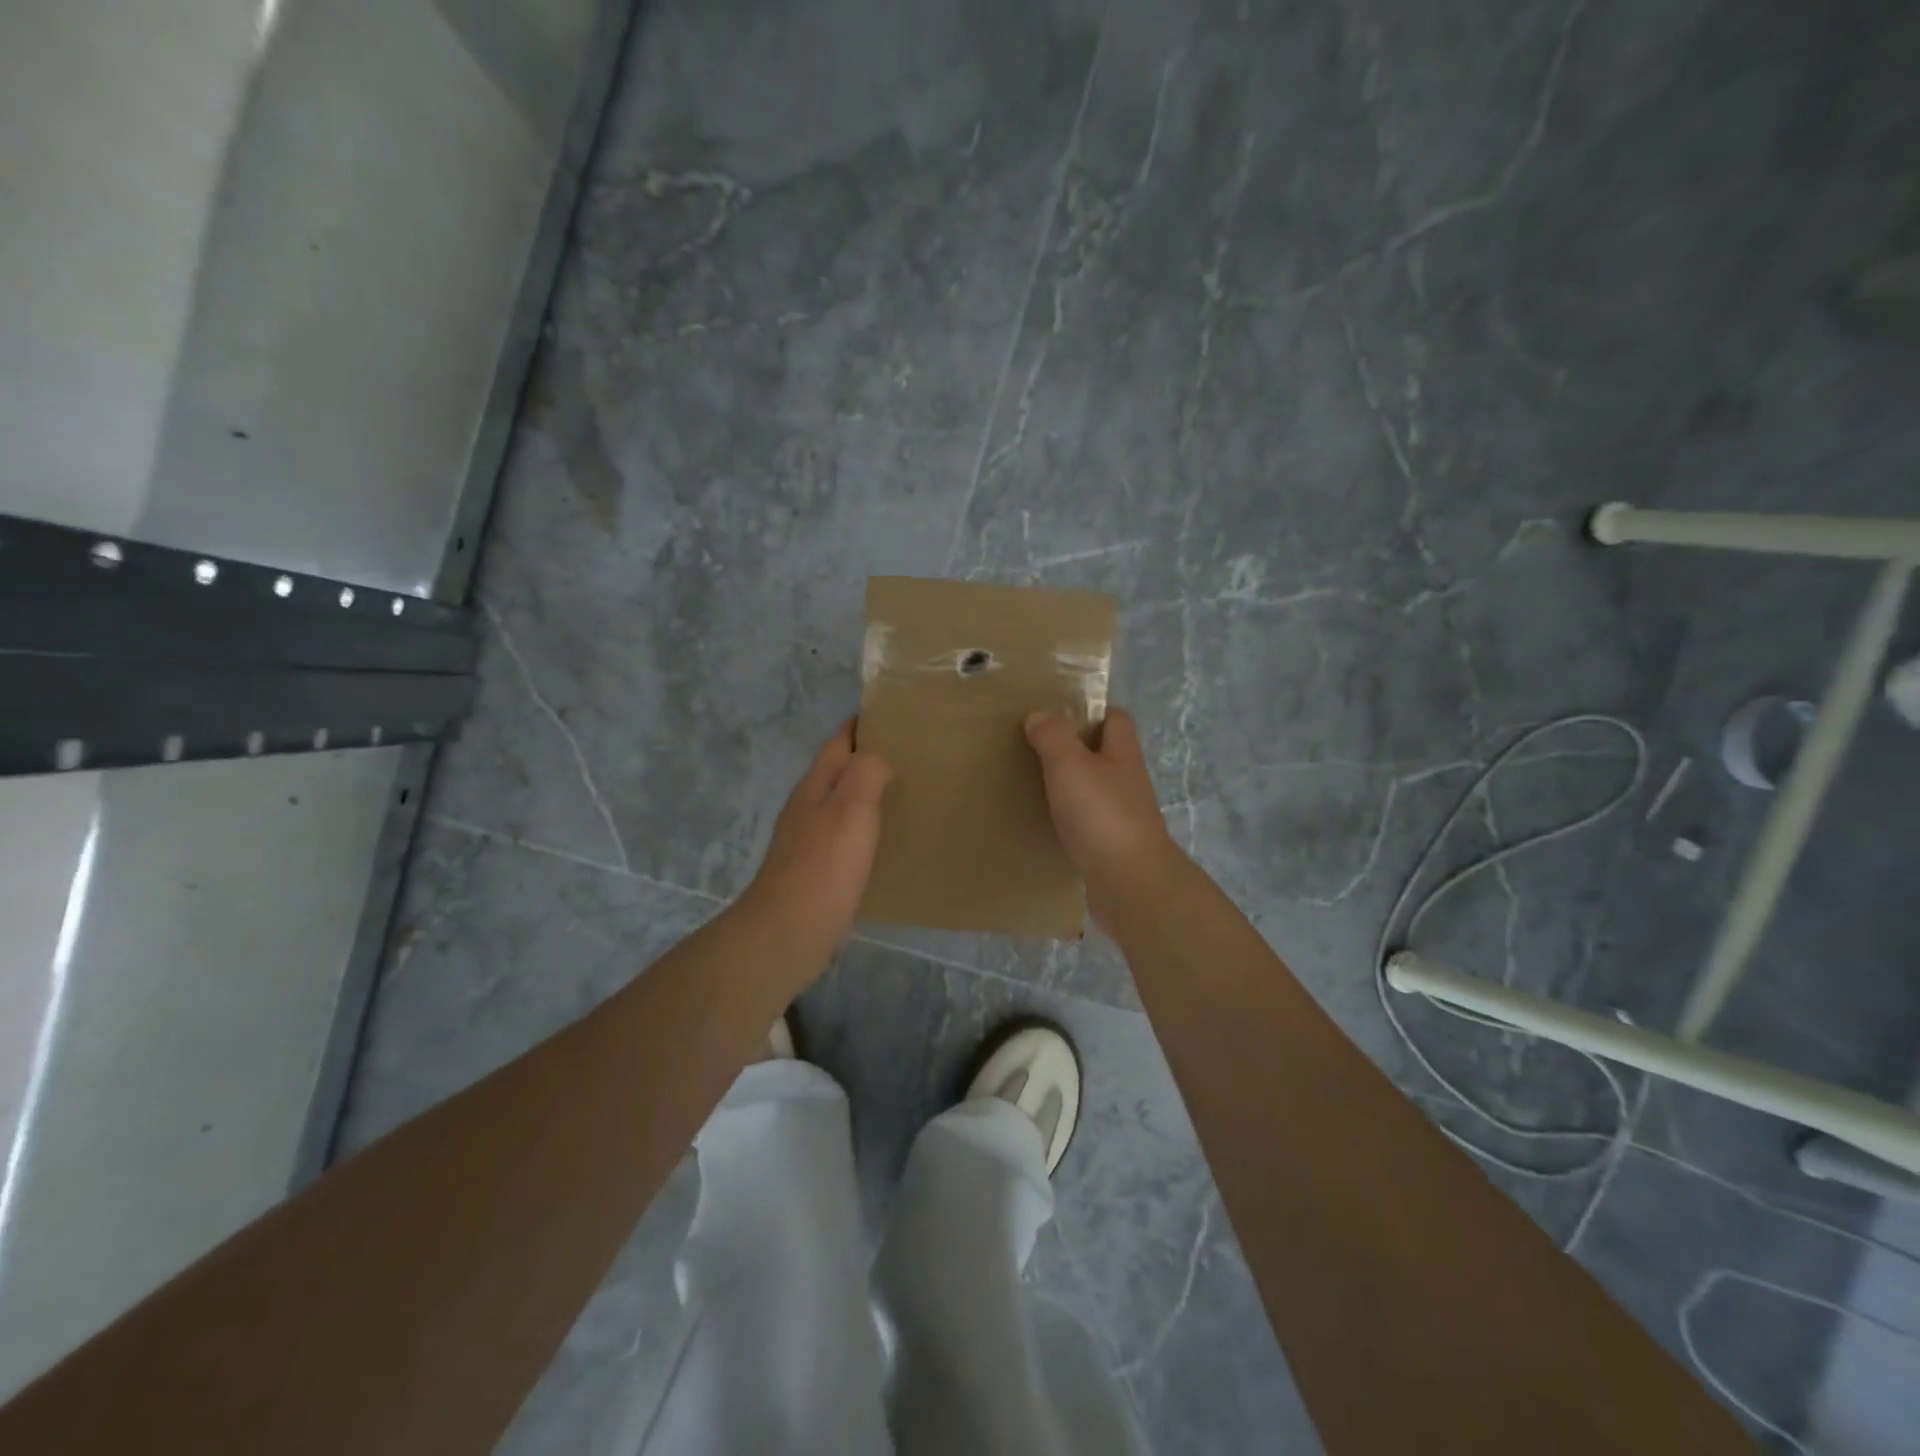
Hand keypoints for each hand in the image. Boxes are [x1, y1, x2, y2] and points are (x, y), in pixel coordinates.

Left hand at [742, 719, 893, 960]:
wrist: (788, 931)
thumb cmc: (824, 865)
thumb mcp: (852, 807)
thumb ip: (866, 772)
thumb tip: (878, 758)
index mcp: (816, 786)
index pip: (838, 742)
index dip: (861, 725)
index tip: (893, 715)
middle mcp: (808, 807)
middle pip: (838, 771)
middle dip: (867, 758)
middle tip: (911, 756)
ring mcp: (808, 840)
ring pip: (841, 803)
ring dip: (867, 794)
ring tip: (905, 794)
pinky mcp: (816, 870)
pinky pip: (845, 835)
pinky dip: (865, 828)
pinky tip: (884, 841)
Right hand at [1024, 708, 1185, 925]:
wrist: (1130, 884)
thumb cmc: (1101, 815)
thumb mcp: (1070, 765)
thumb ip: (1053, 737)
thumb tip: (1039, 715)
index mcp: (1123, 754)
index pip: (1117, 719)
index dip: (1093, 710)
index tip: (1059, 711)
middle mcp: (1128, 782)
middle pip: (1106, 755)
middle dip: (1077, 748)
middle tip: (1036, 747)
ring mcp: (1124, 817)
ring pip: (1096, 790)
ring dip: (1072, 786)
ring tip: (1035, 784)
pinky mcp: (1113, 848)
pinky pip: (1089, 824)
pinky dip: (1070, 820)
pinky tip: (1047, 824)